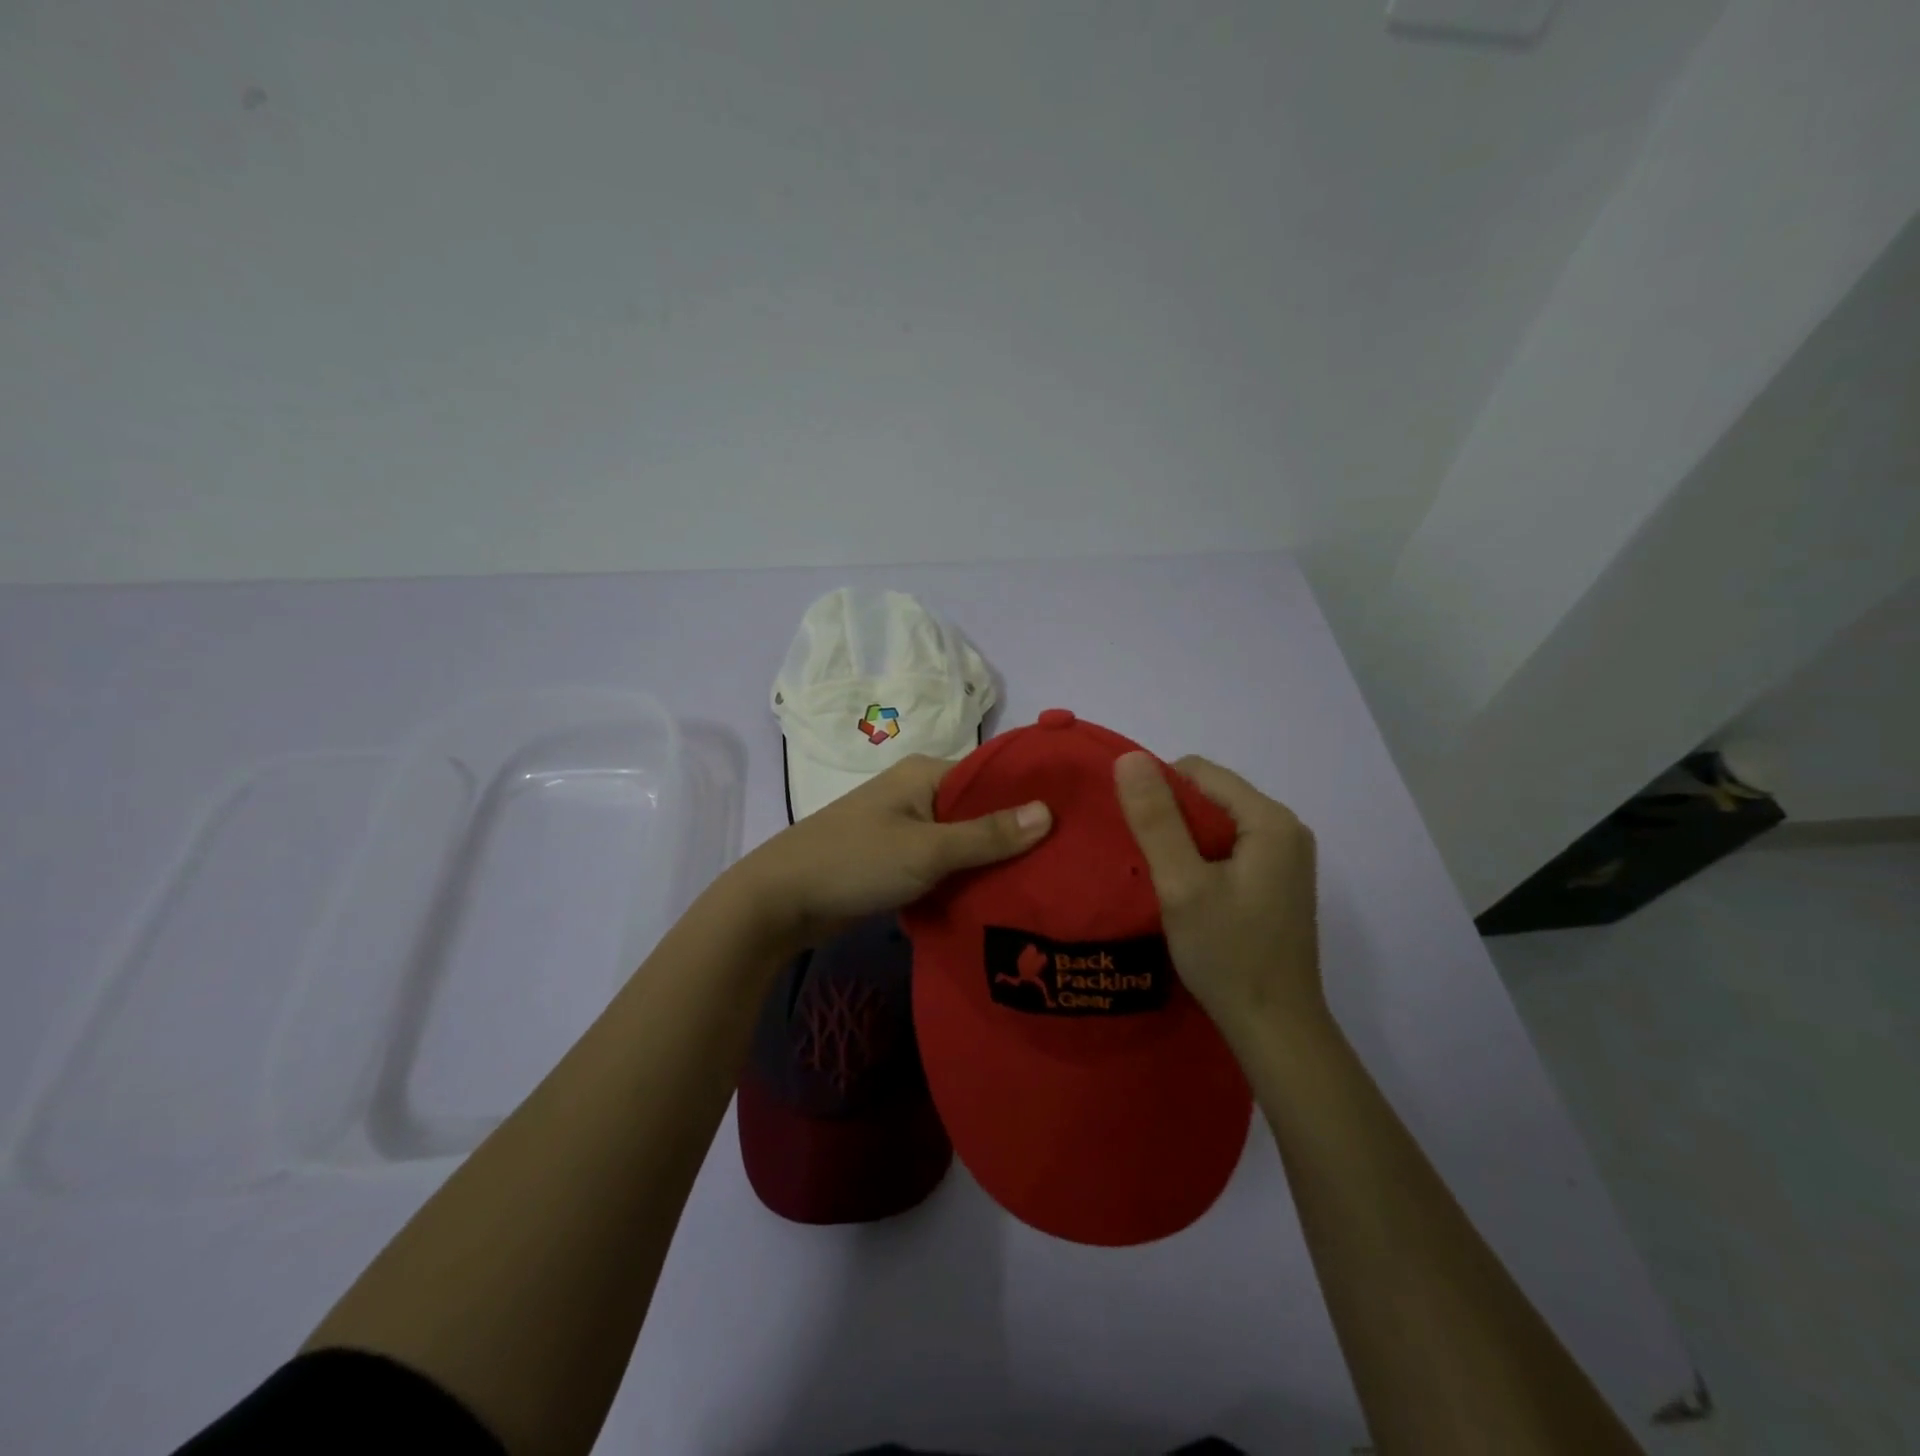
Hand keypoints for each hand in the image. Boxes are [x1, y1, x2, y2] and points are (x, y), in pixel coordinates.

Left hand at [730, 754, 1051, 951]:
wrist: (779, 900)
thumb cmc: (855, 862)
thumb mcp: (927, 849)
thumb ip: (987, 835)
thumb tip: (1049, 812)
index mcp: (925, 774)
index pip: (992, 776)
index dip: (1031, 797)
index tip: (1075, 823)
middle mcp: (917, 793)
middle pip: (979, 810)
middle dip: (1014, 836)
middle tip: (1065, 863)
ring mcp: (904, 828)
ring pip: (961, 841)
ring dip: (990, 862)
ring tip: (1042, 884)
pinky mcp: (895, 860)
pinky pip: (941, 863)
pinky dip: (963, 878)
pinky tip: (997, 900)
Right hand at [1114, 752, 1323, 1045]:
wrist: (1275, 1028)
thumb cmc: (1227, 954)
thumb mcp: (1181, 884)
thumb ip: (1156, 819)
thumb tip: (1129, 757)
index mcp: (1269, 820)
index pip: (1198, 772)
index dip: (1157, 790)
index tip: (1132, 831)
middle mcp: (1285, 829)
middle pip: (1210, 796)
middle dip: (1170, 817)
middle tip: (1141, 858)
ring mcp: (1285, 858)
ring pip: (1217, 824)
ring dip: (1182, 841)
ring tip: (1159, 876)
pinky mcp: (1277, 882)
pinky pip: (1229, 849)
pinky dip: (1200, 860)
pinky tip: (1184, 892)